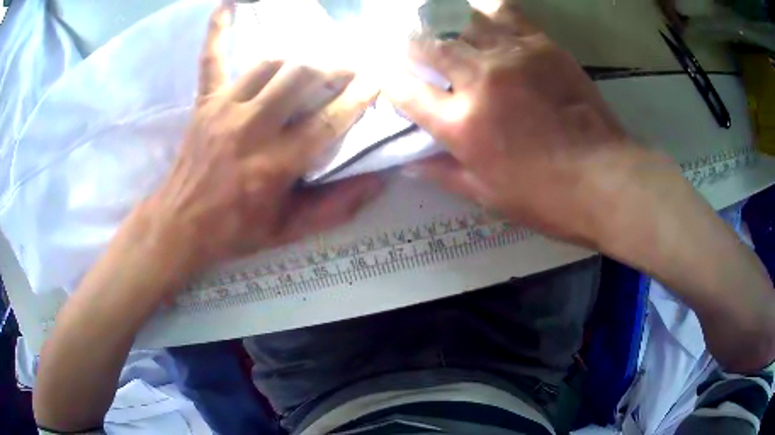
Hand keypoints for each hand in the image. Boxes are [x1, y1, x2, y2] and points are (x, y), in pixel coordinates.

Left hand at [140, 4, 382, 274]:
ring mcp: (224, 109)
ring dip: (299, 59)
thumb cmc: (236, 230)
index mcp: (275, 165)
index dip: (358, 97)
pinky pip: (212, 57)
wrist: (181, 224)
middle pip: (301, 78)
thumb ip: (335, 208)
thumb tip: (379, 181)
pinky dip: (219, 29)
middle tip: (349, 70)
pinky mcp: (205, 101)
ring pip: (271, 64)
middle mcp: (251, 128)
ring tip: (314, 64)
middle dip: (334, 68)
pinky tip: (228, 4)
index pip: (328, 120)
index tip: (376, 80)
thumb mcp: (288, 230)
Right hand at [386, 0, 658, 247]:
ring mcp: (511, 57)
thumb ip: (444, 174)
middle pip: (428, 47)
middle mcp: (479, 82)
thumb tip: (408, 164)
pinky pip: (505, 14)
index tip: (383, 74)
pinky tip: (482, 14)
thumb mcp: (489, 196)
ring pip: (462, 24)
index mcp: (461, 125)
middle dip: (410, 45)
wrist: (605, 179)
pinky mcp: (542, 46)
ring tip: (446, 32)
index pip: (406, 91)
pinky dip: (487, 10)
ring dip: (447, 27)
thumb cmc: (546, 197)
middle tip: (408, 45)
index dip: (388, 80)